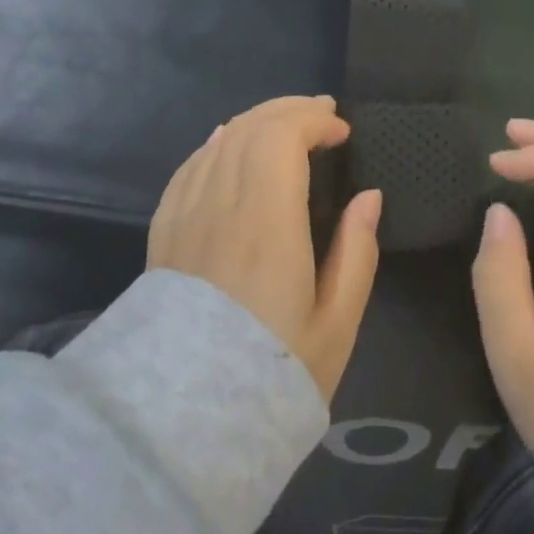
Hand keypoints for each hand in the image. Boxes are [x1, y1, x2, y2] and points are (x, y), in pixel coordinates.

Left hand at [148, 96, 381, 401]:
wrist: (180, 422)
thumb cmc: (271, 372)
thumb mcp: (336, 324)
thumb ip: (357, 253)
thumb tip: (369, 197)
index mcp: (267, 224)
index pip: (281, 139)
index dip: (314, 122)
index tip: (342, 133)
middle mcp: (221, 206)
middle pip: (249, 129)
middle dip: (289, 110)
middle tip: (322, 114)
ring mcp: (185, 216)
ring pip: (219, 142)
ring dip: (256, 121)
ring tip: (286, 123)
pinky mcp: (164, 232)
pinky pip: (190, 167)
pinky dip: (217, 144)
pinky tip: (227, 142)